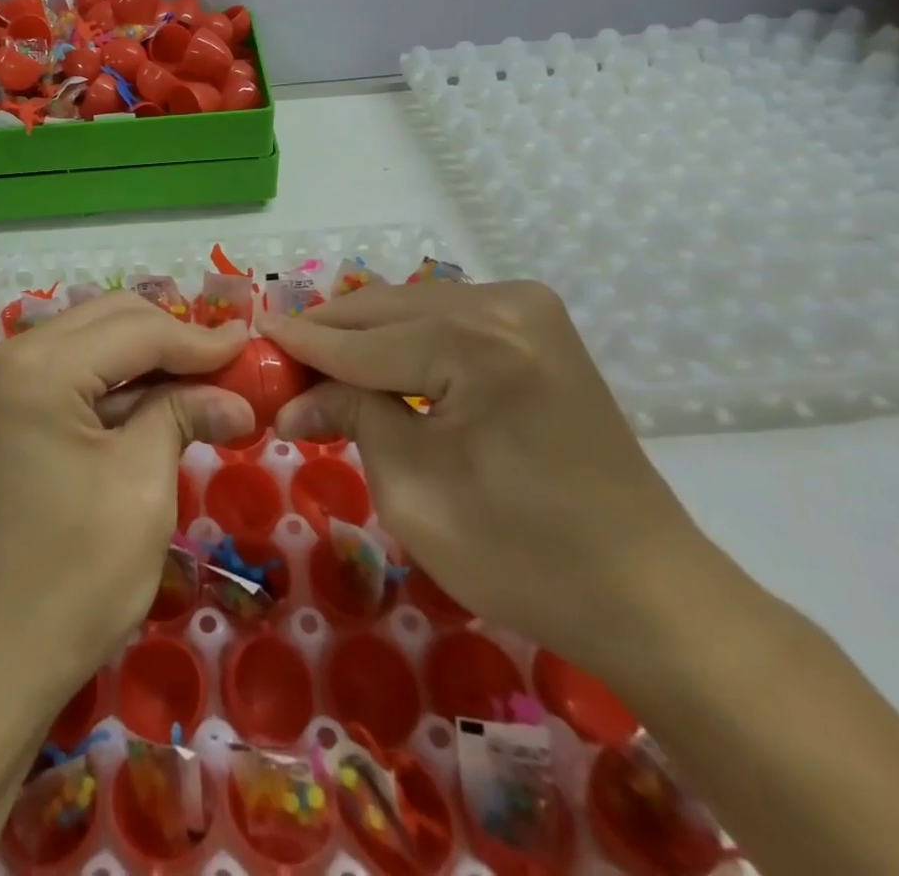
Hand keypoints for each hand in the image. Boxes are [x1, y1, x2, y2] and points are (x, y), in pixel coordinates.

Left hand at [0, 293, 253, 714]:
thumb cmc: (72, 579)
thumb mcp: (142, 488)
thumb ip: (184, 417)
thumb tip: (236, 396)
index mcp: (39, 366)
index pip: (137, 330)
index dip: (200, 339)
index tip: (253, 346)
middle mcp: (11, 356)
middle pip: (110, 321)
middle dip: (174, 340)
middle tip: (232, 367)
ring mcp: (1, 384)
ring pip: (93, 344)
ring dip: (149, 360)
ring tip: (206, 384)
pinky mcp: (5, 413)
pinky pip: (72, 375)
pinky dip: (118, 385)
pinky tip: (159, 404)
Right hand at [261, 280, 710, 667]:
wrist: (649, 594)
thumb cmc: (524, 556)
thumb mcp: (413, 489)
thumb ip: (350, 417)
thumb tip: (292, 400)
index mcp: (477, 342)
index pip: (360, 341)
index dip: (299, 345)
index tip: (249, 338)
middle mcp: (504, 303)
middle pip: (384, 310)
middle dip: (327, 337)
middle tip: (277, 364)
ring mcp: (528, 309)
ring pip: (411, 308)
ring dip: (363, 337)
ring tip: (317, 368)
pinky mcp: (537, 327)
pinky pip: (445, 320)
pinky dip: (403, 341)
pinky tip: (375, 365)